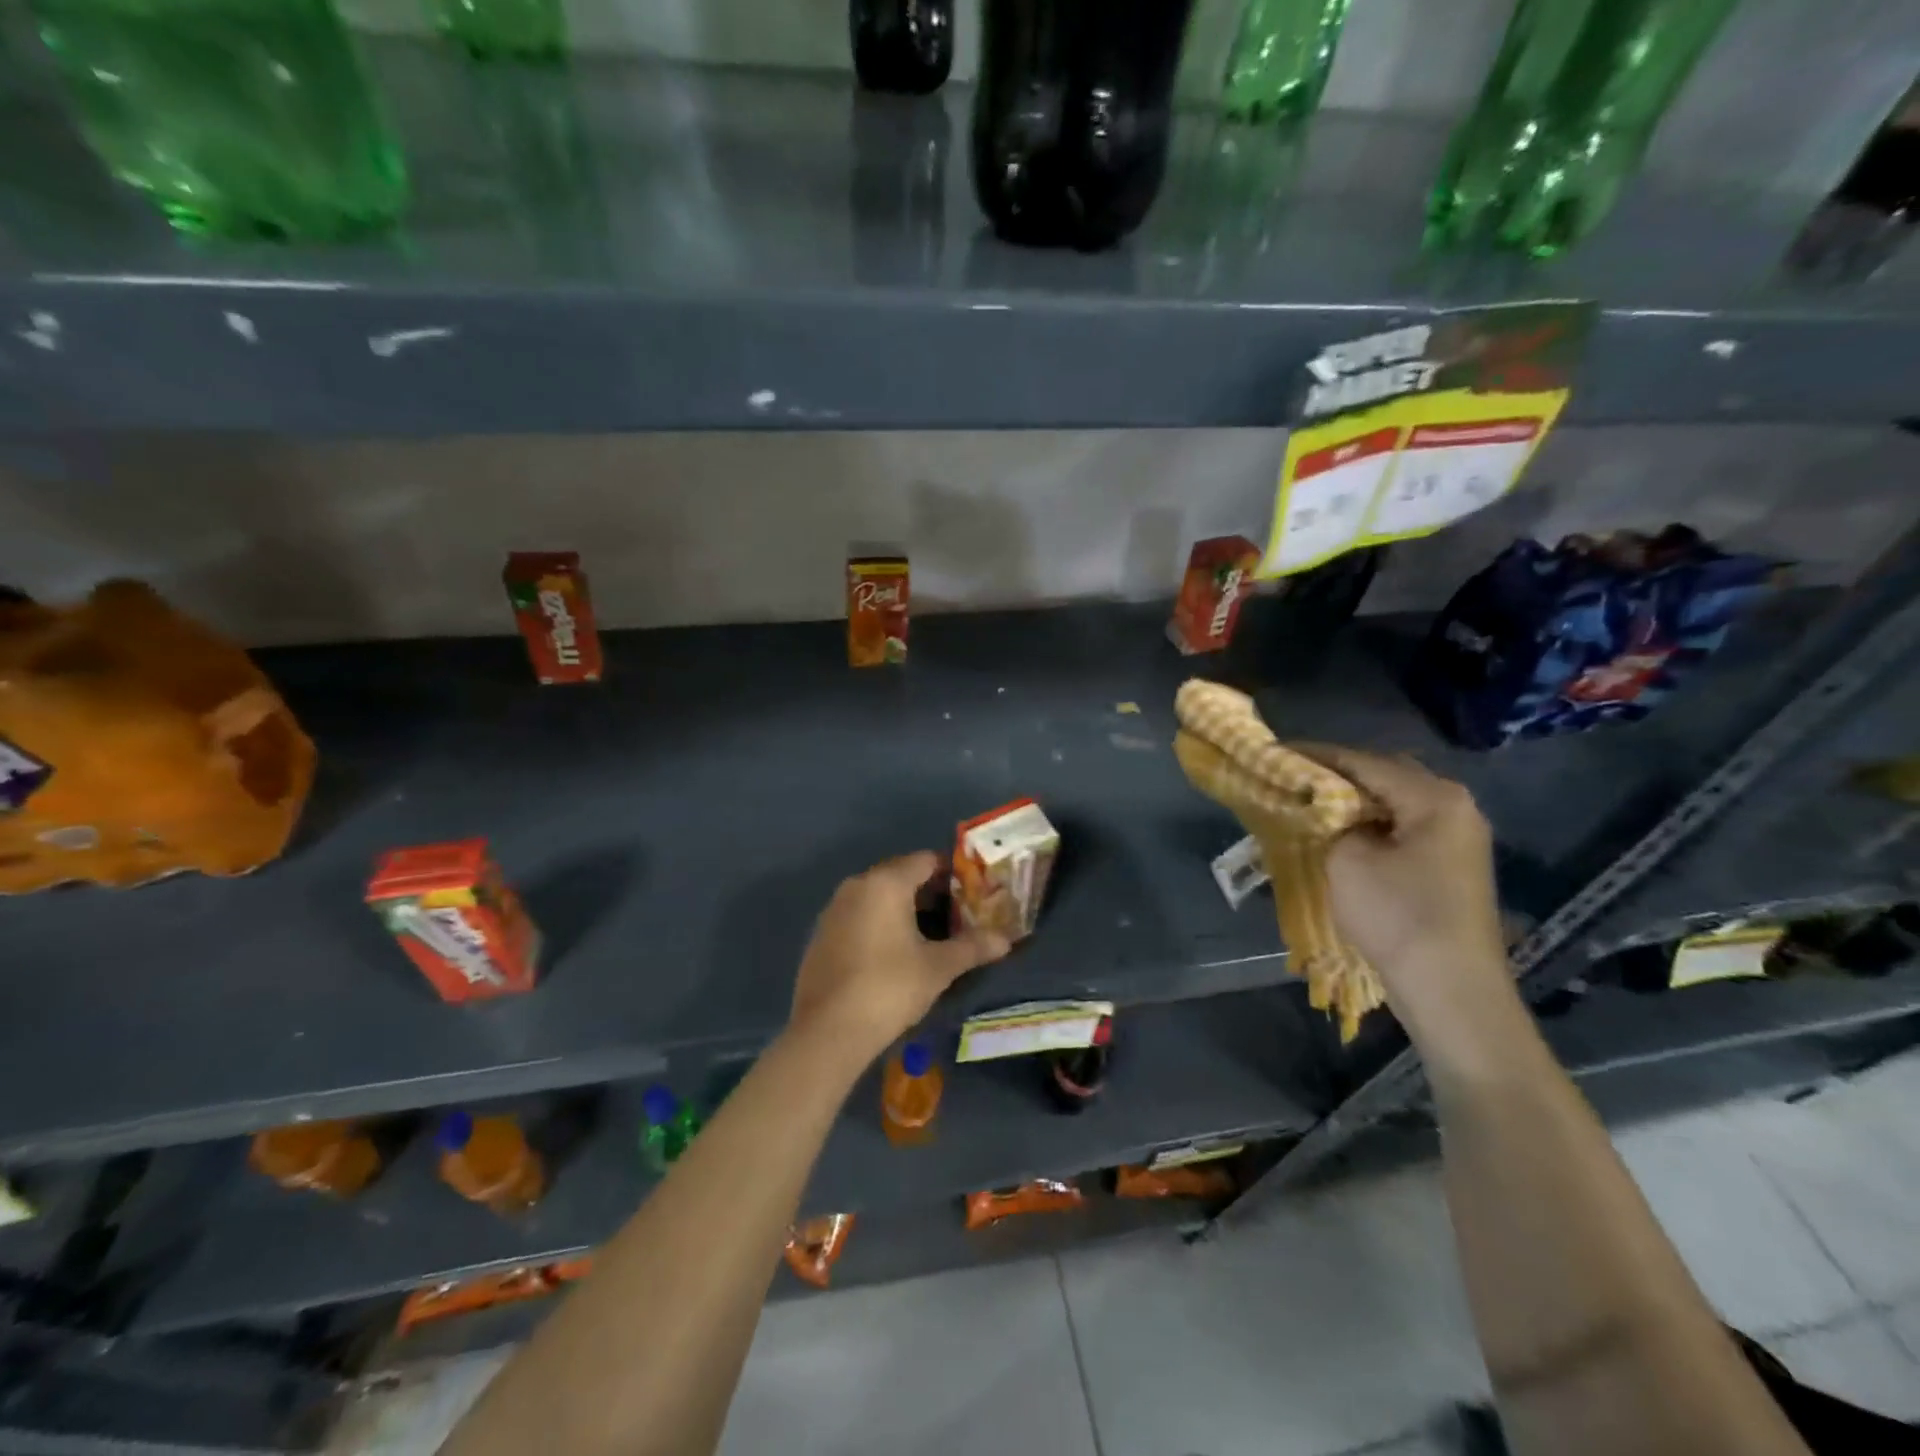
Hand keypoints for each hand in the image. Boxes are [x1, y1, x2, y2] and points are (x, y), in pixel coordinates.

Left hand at [788, 851, 1009, 1067]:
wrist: (827, 1031)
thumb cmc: (889, 988)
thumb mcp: (938, 968)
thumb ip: (972, 947)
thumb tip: (1006, 940)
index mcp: (886, 883)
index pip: (926, 860)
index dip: (953, 874)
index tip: (973, 895)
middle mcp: (857, 885)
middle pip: (901, 875)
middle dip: (930, 892)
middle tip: (957, 917)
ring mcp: (834, 909)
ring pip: (878, 896)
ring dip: (904, 909)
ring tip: (930, 936)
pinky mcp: (821, 934)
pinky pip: (859, 915)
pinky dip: (879, 924)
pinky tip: (894, 954)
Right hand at [1296, 745, 1509, 1027]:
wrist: (1451, 989)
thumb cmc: (1397, 915)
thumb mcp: (1348, 859)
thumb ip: (1331, 820)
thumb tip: (1325, 809)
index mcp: (1434, 797)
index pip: (1363, 762)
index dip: (1314, 756)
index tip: (1274, 752)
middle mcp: (1455, 807)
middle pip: (1384, 776)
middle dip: (1336, 775)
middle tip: (1291, 777)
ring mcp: (1458, 838)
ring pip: (1394, 803)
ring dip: (1353, 801)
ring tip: (1309, 803)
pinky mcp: (1451, 865)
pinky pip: (1404, 828)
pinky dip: (1370, 824)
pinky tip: (1341, 833)